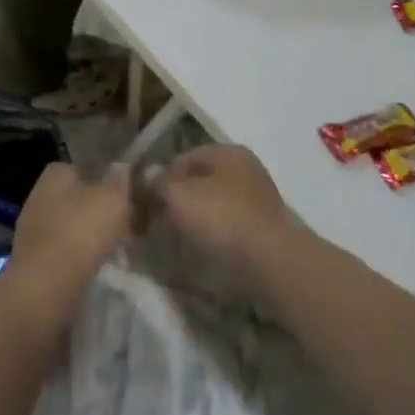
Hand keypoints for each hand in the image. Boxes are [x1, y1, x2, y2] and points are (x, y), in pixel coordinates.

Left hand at [10, 162, 133, 298]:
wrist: (44, 289)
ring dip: (89, 236)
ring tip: (115, 251)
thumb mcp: (113, 200)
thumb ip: (120, 180)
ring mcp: (32, 228)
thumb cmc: (80, 233)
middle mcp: (39, 194)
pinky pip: (62, 250)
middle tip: (126, 226)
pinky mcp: (31, 259)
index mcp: (55, 173)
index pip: (85, 169)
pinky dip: (78, 257)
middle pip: (78, 198)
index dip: (107, 182)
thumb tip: (122, 166)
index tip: (127, 199)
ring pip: (71, 225)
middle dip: (98, 210)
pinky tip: (94, 268)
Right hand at [150, 144, 295, 277]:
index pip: (184, 157)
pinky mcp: (264, 229)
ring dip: (196, 219)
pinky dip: (214, 235)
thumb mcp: (179, 195)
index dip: (161, 177)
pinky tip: (202, 250)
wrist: (270, 262)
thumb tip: (149, 174)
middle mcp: (246, 169)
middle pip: (202, 180)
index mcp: (228, 152)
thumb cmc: (222, 218)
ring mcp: (259, 199)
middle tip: (158, 221)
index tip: (145, 200)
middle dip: (179, 199)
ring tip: (177, 240)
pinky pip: (229, 226)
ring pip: (215, 204)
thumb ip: (160, 182)